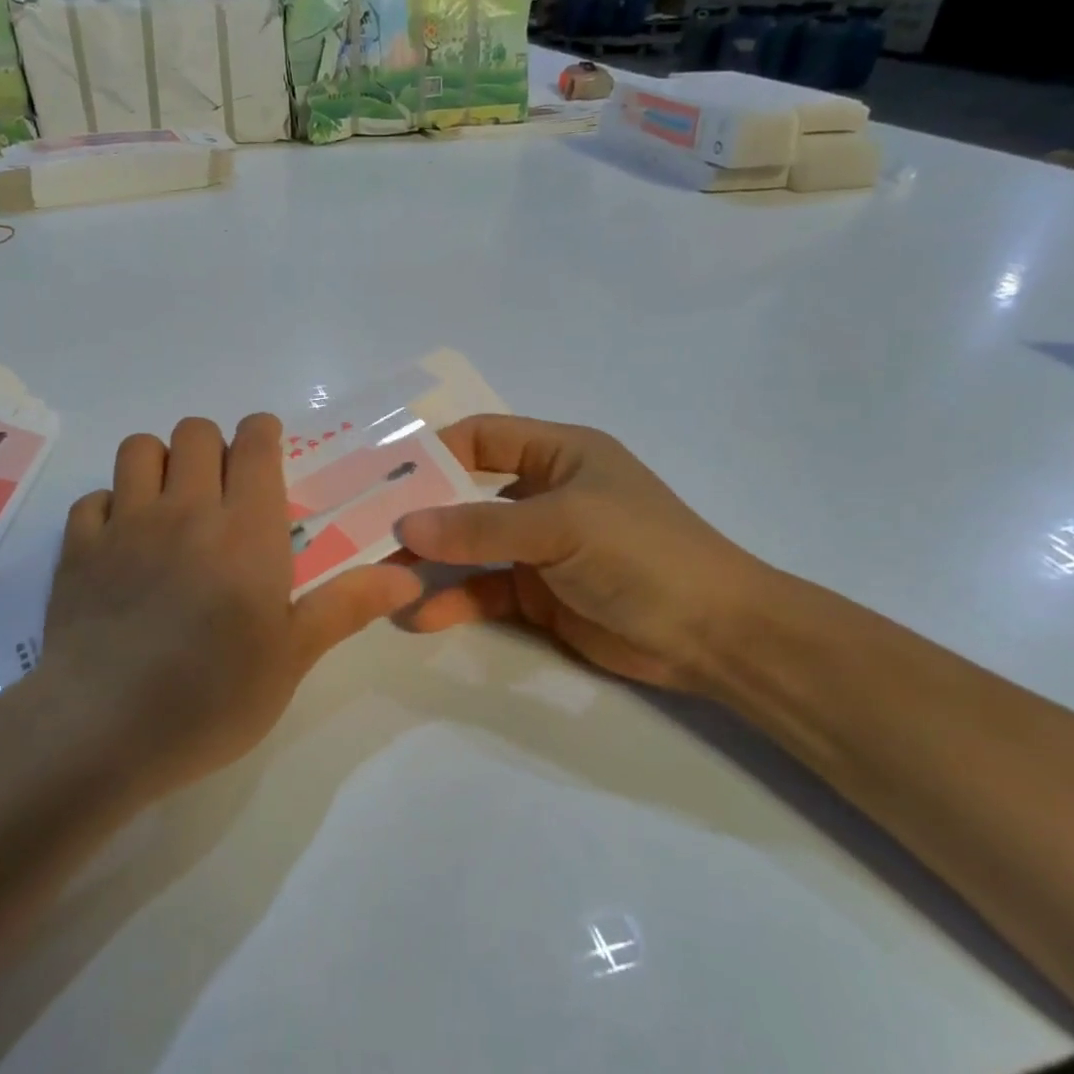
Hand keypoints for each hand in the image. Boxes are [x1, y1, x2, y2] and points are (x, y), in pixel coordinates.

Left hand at [40, 415, 423, 798]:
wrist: (104, 730)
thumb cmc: (213, 696)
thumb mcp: (293, 657)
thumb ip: (347, 605)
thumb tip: (409, 577)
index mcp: (247, 530)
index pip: (255, 444)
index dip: (263, 434)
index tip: (268, 452)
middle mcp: (186, 510)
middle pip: (196, 432)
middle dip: (214, 447)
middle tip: (223, 493)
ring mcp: (124, 525)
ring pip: (140, 448)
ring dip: (161, 463)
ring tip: (172, 506)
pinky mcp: (76, 550)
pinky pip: (93, 499)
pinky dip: (110, 507)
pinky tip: (122, 545)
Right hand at [397, 415, 774, 694]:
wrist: (710, 635)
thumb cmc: (642, 554)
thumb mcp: (561, 526)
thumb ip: (481, 527)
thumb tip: (405, 527)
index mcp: (559, 454)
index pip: (482, 438)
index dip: (434, 451)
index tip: (383, 476)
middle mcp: (543, 494)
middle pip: (466, 494)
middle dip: (420, 512)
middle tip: (363, 528)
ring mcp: (539, 547)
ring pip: (469, 547)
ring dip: (430, 561)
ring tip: (379, 578)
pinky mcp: (537, 594)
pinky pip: (484, 591)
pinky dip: (453, 601)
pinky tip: (420, 617)